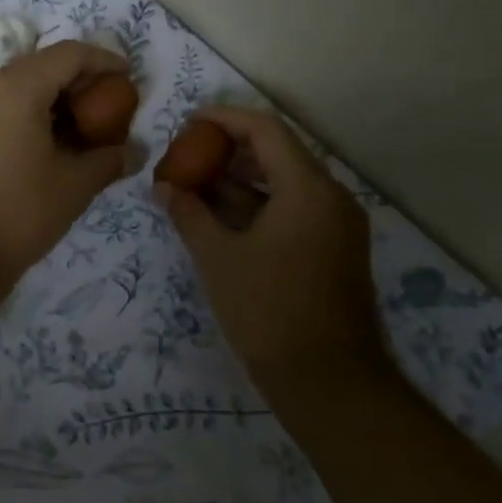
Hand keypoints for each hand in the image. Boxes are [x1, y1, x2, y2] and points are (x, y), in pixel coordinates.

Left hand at [0, 41, 131, 285]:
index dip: (104, 60)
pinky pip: (2, 104)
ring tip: (85, 125)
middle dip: (80, 80)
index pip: (69, 54)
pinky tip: (51, 141)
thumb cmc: (18, 212)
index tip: (128, 78)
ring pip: (20, 84)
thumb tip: (136, 152)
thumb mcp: (74, 185)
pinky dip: (31, 111)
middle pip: (43, 64)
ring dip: (55, 97)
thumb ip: (109, 159)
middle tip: (110, 104)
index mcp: (16, 87)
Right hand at [157, 106, 382, 376]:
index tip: (190, 121)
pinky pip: (295, 209)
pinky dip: (259, 204)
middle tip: (189, 152)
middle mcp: (331, 197)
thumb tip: (164, 187)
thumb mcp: (219, 259)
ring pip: (286, 183)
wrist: (330, 384)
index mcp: (308, 189)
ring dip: (243, 178)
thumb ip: (190, 215)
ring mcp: (337, 225)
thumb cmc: (269, 312)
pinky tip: (222, 215)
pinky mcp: (335, 249)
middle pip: (279, 152)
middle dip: (231, 149)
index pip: (266, 130)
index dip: (225, 118)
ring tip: (198, 182)